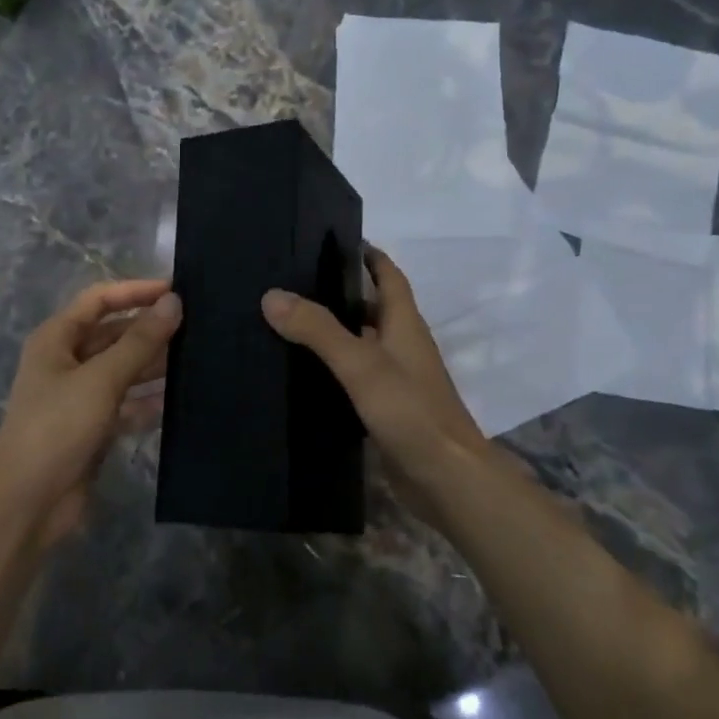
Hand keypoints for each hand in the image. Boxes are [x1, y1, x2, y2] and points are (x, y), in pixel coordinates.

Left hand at [0, 280, 181, 546]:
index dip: (136, 291)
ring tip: (199, 356)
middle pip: (114, 334)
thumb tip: (174, 302)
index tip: (177, 289)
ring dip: (154, 363)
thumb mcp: (101, 379)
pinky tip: (181, 397)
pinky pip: (128, 404)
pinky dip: (150, 400)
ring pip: (124, 369)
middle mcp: (67, 361)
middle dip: (150, 329)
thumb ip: (139, 341)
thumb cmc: (57, 427)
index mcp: (57, 339)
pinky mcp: (94, 427)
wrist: (28, 502)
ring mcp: (80, 396)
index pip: (100, 299)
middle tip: (198, 326)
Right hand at [262, 248, 492, 519]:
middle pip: (373, 308)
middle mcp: (403, 346)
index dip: (369, 256)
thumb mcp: (361, 364)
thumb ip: (318, 330)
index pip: (389, 277)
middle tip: (293, 284)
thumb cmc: (410, 412)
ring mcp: (397, 380)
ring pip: (363, 344)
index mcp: (405, 325)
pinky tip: (304, 373)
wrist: (446, 478)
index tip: (335, 241)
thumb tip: (272, 296)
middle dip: (341, 293)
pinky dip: (335, 368)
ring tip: (289, 322)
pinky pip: (357, 377)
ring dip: (335, 331)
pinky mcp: (387, 409)